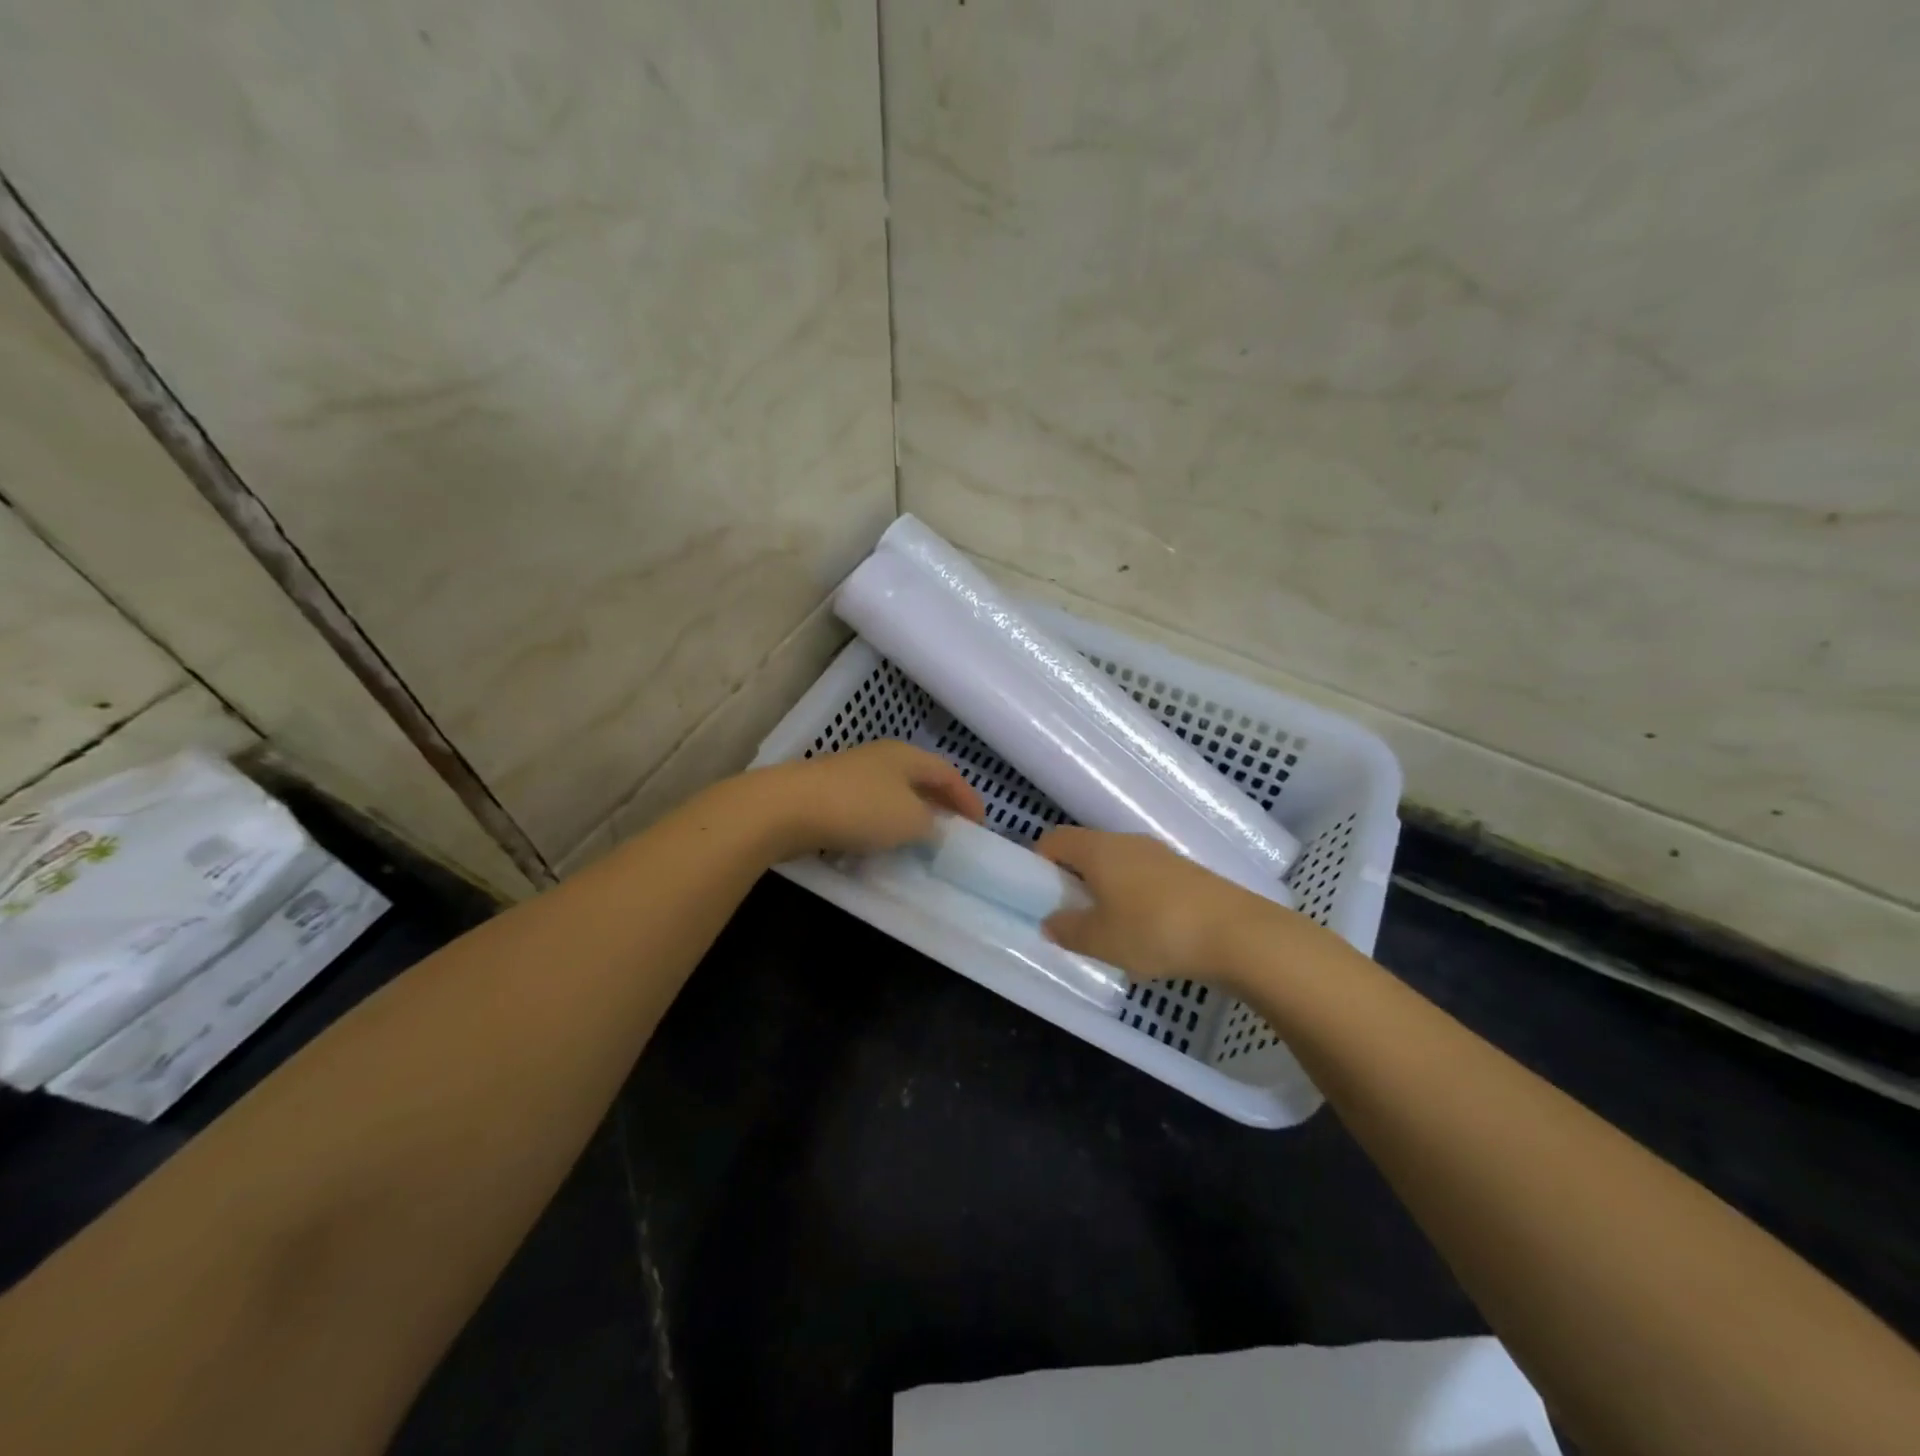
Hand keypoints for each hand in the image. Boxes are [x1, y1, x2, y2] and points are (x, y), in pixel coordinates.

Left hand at [752, 740, 984, 858]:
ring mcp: (851, 774)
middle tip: (955, 831)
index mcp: (906, 756)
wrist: (787, 809)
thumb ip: (932, 824)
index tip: (981, 825)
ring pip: (892, 794)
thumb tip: (935, 827)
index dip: (968, 798)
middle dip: (940, 804)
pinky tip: (881, 845)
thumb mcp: (910, 820)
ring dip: (910, 816)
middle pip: (920, 779)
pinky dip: (882, 825)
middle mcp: (880, 758)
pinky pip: (867, 809)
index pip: (948, 772)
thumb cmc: (859, 809)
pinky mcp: (827, 794)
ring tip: (921, 842)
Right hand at [1036, 827, 1288, 985]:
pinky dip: (1135, 898)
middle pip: (1087, 850)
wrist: (1236, 934)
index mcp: (1098, 849)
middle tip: (1070, 916)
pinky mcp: (1186, 873)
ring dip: (1106, 890)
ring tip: (1109, 930)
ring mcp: (1160, 855)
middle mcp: (1127, 842)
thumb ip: (1067, 930)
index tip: (1038, 893)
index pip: (1055, 839)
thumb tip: (1051, 921)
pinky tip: (1146, 933)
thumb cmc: (1154, 930)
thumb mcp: (1100, 940)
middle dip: (1073, 880)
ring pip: (1118, 865)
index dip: (1039, 861)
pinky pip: (1145, 879)